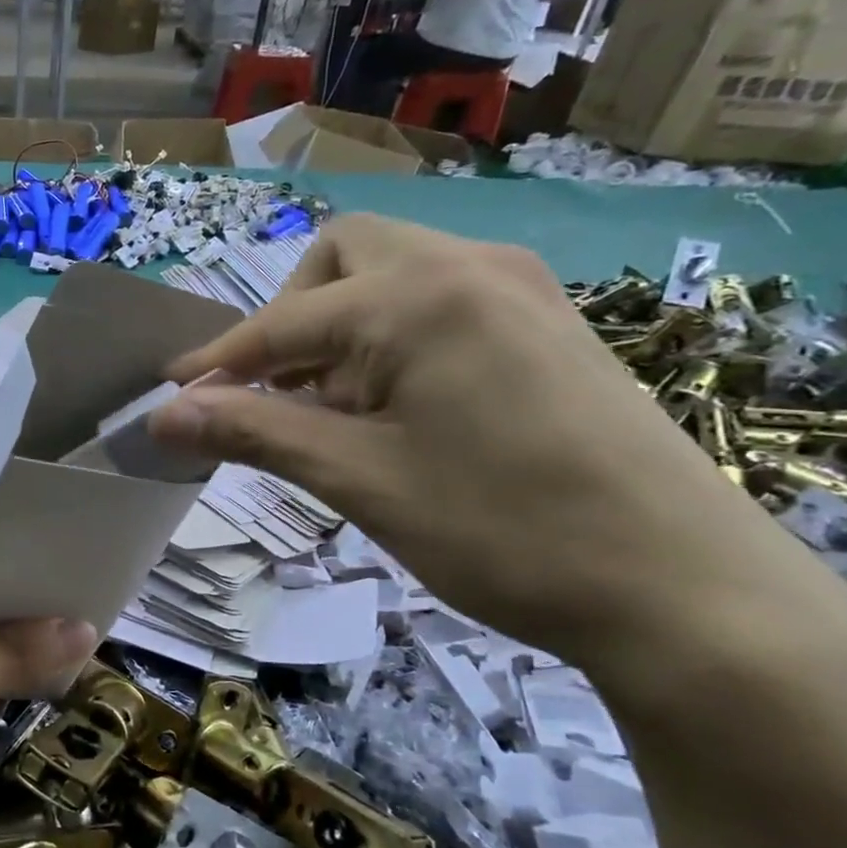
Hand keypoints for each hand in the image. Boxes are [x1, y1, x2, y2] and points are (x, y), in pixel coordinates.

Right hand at [147, 215, 830, 668]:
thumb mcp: (358, 479)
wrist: (682, 589)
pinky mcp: (545, 323)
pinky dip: (387, 339)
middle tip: (274, 392)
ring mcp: (517, 290)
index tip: (169, 397)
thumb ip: (253, 431)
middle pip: (340, 258)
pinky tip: (391, 407)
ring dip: (336, 330)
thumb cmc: (501, 530)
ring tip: (330, 410)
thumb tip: (163, 416)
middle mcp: (469, 267)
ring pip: (390, 275)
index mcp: (418, 297)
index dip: (217, 363)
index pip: (282, 320)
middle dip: (288, 318)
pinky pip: (436, 302)